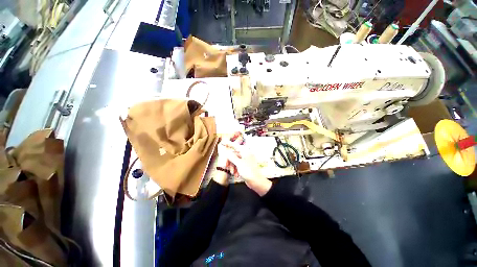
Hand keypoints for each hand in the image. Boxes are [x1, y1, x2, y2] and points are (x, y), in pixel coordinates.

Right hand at [218, 134, 271, 195]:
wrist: (256, 182)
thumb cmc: (249, 171)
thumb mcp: (239, 163)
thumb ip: (232, 157)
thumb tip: (227, 151)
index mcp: (245, 152)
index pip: (235, 146)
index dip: (229, 144)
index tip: (223, 142)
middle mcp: (245, 155)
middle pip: (234, 155)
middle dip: (230, 161)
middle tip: (226, 166)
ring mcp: (245, 161)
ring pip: (234, 161)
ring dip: (232, 167)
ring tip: (233, 172)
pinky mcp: (244, 166)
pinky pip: (237, 165)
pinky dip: (235, 169)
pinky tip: (236, 174)